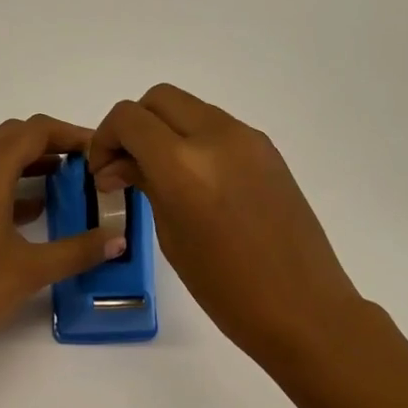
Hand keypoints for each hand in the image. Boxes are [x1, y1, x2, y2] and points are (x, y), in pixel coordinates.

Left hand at [0, 116, 126, 370]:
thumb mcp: (31, 269)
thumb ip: (79, 249)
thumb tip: (119, 240)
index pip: (33, 131)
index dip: (69, 134)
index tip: (97, 149)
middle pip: (10, 136)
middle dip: (49, 144)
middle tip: (84, 165)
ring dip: (26, 162)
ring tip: (65, 183)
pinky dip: (5, 182)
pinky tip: (31, 210)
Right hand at [89, 85, 384, 360]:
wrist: (304, 308)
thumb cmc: (225, 288)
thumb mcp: (170, 235)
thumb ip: (144, 185)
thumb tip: (120, 166)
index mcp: (182, 163)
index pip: (128, 118)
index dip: (105, 138)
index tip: (103, 171)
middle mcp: (215, 136)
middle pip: (158, 99)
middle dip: (134, 125)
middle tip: (126, 165)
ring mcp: (247, 138)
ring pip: (189, 107)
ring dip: (165, 129)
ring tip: (160, 174)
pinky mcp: (267, 148)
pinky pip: (217, 126)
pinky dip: (194, 139)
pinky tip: (195, 180)